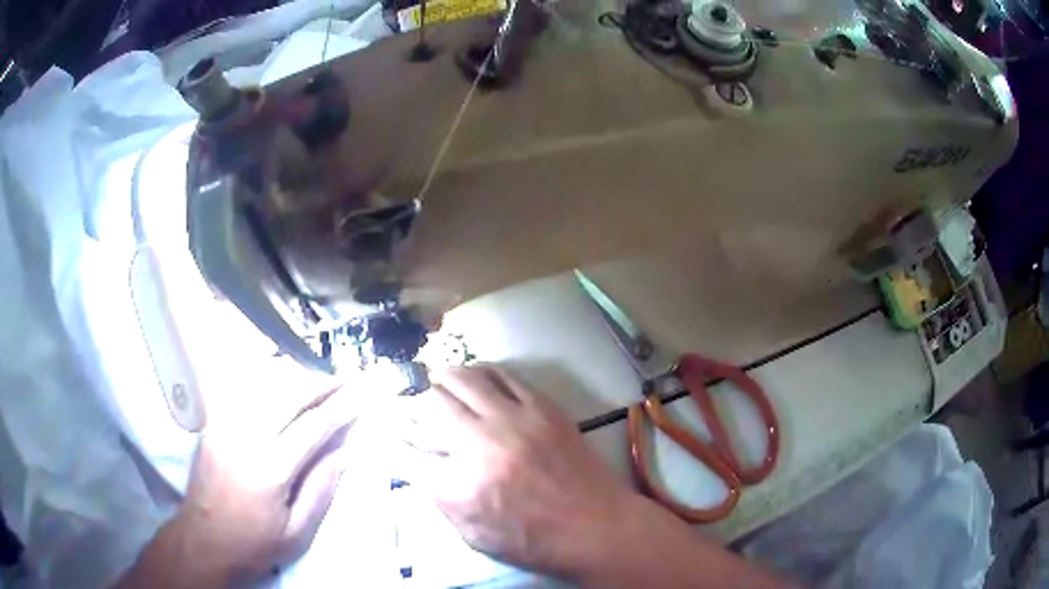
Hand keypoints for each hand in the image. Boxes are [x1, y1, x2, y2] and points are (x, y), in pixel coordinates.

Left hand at [118, 378, 362, 587]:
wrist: (203, 540)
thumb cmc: (253, 544)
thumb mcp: (296, 533)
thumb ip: (322, 489)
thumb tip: (346, 451)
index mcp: (269, 468)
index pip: (312, 425)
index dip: (341, 406)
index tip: (364, 392)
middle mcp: (244, 435)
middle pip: (288, 393)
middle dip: (322, 382)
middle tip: (348, 378)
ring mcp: (224, 424)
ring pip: (264, 383)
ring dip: (297, 376)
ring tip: (322, 379)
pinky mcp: (213, 423)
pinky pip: (243, 389)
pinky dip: (268, 378)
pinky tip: (283, 381)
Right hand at [398, 366, 638, 575]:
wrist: (595, 525)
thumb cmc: (534, 540)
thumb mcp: (474, 535)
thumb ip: (441, 499)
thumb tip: (420, 465)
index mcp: (459, 485)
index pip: (407, 452)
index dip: (393, 440)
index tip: (390, 433)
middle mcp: (480, 444)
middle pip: (429, 405)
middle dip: (412, 400)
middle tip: (409, 399)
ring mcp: (513, 420)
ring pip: (464, 380)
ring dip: (442, 377)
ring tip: (435, 377)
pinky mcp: (542, 408)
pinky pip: (505, 375)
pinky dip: (483, 371)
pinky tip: (476, 375)